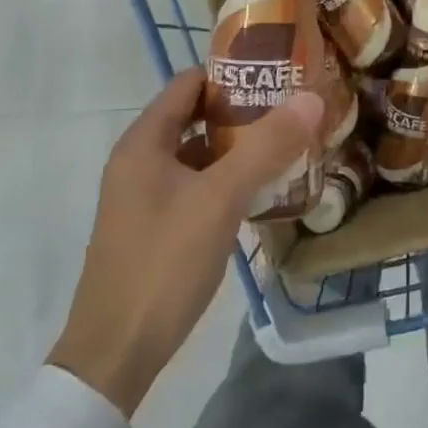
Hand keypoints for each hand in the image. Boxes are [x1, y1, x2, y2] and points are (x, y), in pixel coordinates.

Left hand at [48, 69, 322, 415]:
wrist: (116, 354)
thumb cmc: (163, 264)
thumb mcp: (220, 199)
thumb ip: (265, 146)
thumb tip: (311, 98)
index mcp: (143, 143)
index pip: (190, 84)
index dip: (232, 74)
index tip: (279, 76)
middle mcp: (140, 161)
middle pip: (196, 117)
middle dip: (244, 112)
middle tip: (294, 111)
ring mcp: (146, 196)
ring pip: (199, 154)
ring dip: (239, 147)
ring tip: (289, 146)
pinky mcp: (156, 226)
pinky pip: (197, 186)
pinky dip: (228, 180)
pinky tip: (264, 190)